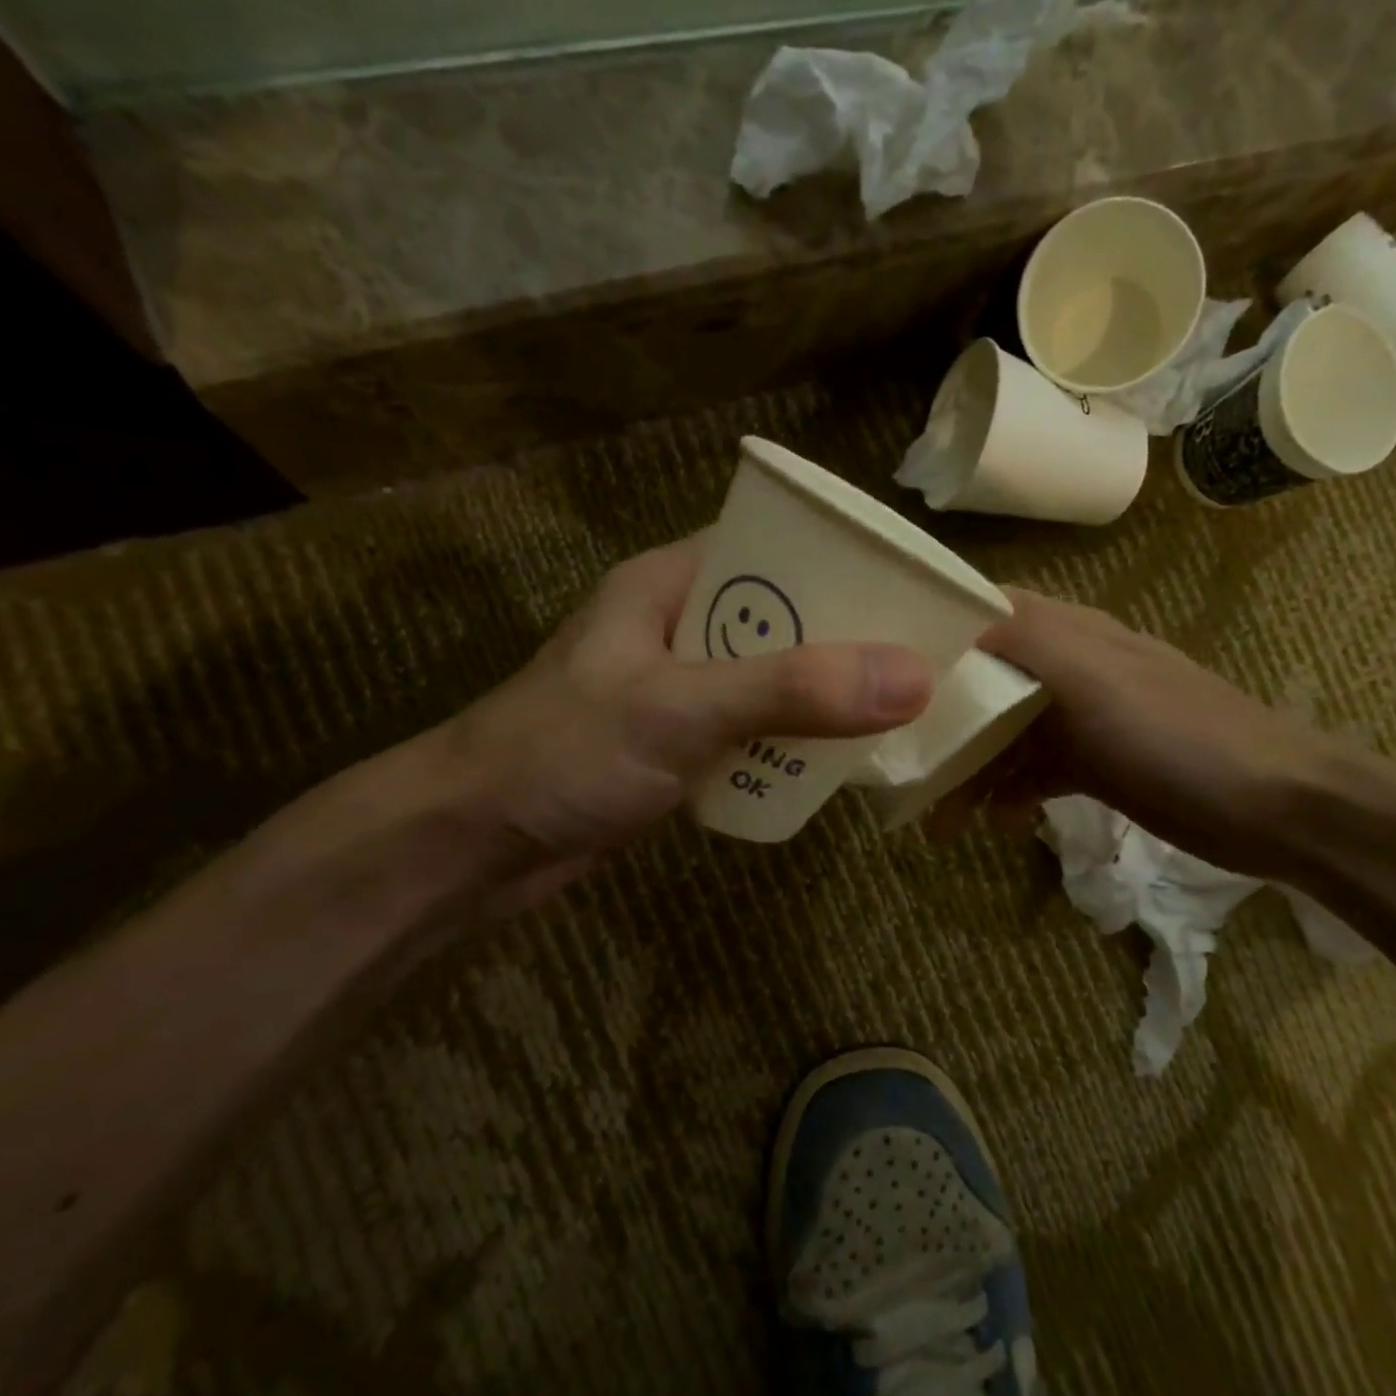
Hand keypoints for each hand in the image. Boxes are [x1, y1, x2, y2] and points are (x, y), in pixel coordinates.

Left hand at [443, 538, 934, 872]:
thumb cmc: (563, 754)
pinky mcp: (680, 747)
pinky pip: (757, 732)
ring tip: (903, 708)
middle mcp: (682, 627)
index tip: (916, 589)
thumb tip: (915, 676)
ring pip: (777, 680)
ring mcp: (682, 691)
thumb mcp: (681, 709)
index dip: (847, 562)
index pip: (778, 547)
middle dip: (850, 639)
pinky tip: (841, 759)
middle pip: (787, 619)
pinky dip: (796, 743)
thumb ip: (795, 690)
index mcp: (673, 584)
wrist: (470, 848)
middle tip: (925, 659)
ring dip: (828, 697)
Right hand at [934, 588, 1339, 880]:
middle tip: (898, 760)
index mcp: (1065, 632)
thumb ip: (1024, 639)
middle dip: (941, 718)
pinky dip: (1009, 795)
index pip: (983, 611)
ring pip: (1003, 734)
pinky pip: (1032, 773)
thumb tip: (956, 620)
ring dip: (969, 769)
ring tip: (939, 818)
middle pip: (983, 680)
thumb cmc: (1175, 734)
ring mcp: (1080, 719)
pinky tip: (999, 823)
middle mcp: (1066, 667)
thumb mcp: (1093, 676)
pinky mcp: (1093, 765)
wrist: (1272, 806)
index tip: (881, 664)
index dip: (934, 630)